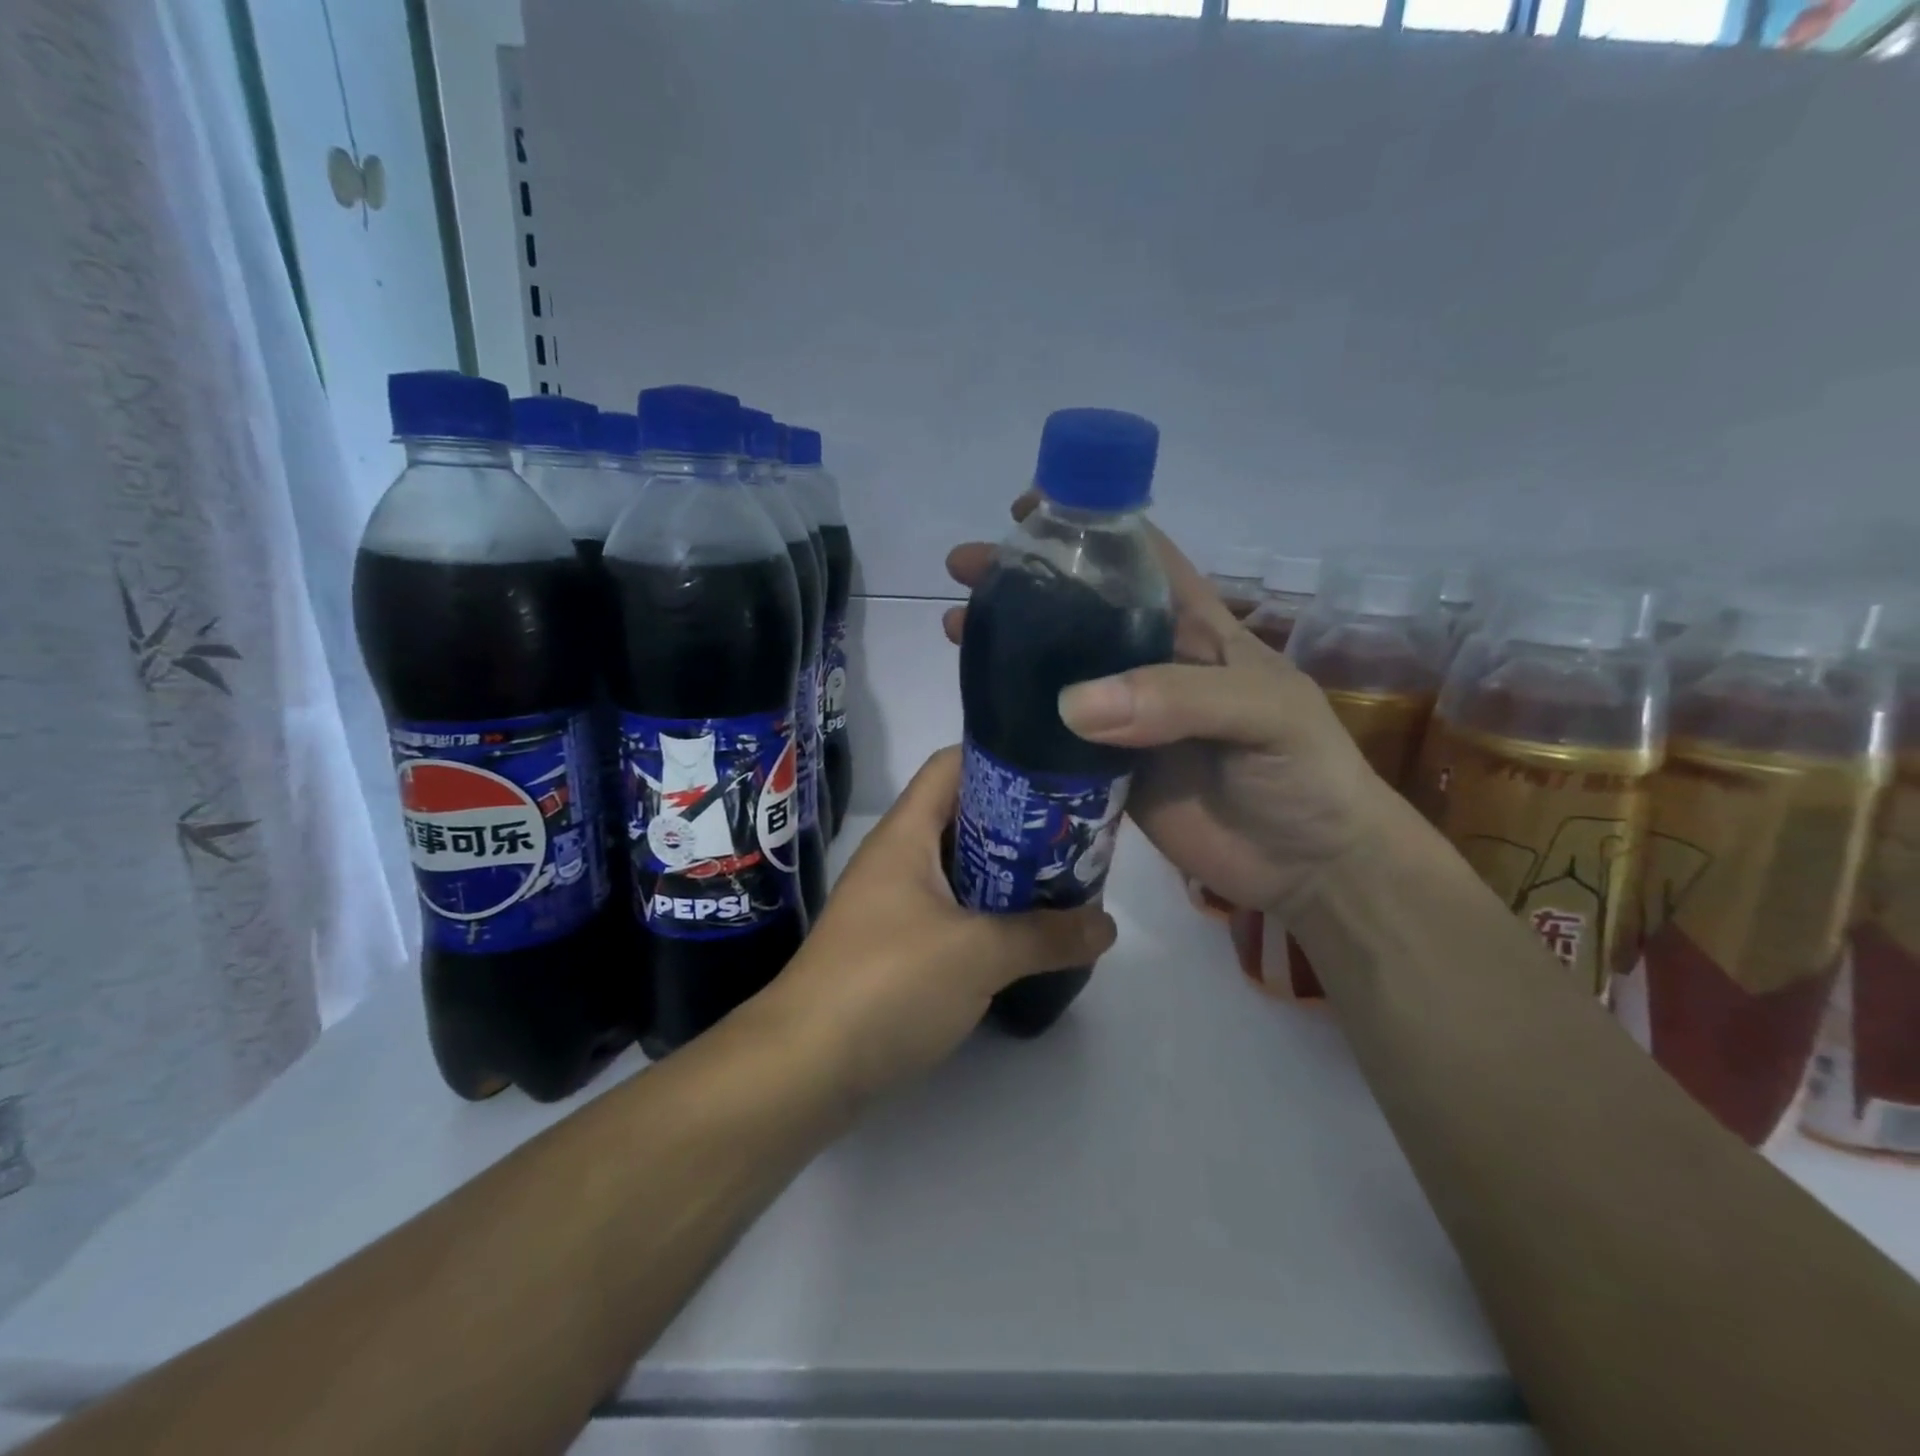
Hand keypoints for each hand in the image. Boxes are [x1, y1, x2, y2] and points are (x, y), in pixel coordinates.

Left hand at [766, 747, 1116, 1101]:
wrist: (804, 1067)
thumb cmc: (887, 983)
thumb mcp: (978, 953)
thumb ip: (1046, 936)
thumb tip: (1107, 926)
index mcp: (906, 834)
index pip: (952, 765)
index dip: (1002, 757)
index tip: (1056, 774)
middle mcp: (897, 859)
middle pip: (964, 817)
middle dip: (1019, 824)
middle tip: (1074, 837)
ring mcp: (893, 905)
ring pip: (960, 869)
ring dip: (1007, 874)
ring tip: (1063, 883)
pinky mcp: (895, 948)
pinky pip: (951, 913)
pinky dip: (988, 915)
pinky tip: (1026, 935)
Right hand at [944, 500, 1394, 916]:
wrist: (1306, 867)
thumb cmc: (1304, 772)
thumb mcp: (1262, 714)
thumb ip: (1177, 699)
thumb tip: (1070, 704)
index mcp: (1194, 628)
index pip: (1138, 558)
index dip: (1088, 524)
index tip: (1028, 508)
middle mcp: (1150, 663)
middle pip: (1078, 610)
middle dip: (1025, 582)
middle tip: (965, 570)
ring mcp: (1124, 717)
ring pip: (1055, 669)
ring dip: (1008, 646)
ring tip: (955, 628)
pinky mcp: (1105, 768)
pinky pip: (1051, 735)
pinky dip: (1014, 717)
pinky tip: (977, 704)